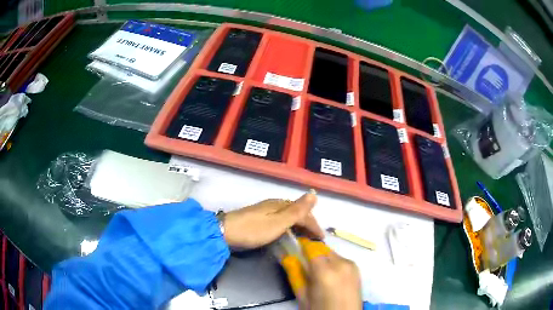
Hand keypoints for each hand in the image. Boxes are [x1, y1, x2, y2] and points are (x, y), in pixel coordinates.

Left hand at [222, 190, 323, 248]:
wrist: (225, 232)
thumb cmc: (253, 230)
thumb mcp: (278, 222)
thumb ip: (297, 211)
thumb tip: (314, 194)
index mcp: (281, 204)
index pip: (304, 212)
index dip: (314, 224)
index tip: (321, 238)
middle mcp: (275, 204)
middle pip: (297, 212)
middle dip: (308, 224)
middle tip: (315, 238)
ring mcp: (266, 210)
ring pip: (289, 216)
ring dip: (299, 225)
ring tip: (305, 237)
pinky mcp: (259, 217)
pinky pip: (281, 219)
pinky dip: (289, 226)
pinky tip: (288, 232)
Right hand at [297, 238, 361, 309]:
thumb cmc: (319, 309)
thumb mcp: (302, 296)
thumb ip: (294, 274)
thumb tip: (286, 256)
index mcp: (325, 271)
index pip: (311, 247)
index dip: (302, 245)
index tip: (294, 248)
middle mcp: (340, 263)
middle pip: (322, 249)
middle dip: (312, 253)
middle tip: (304, 265)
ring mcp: (351, 265)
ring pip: (332, 253)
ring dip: (323, 258)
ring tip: (317, 273)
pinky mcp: (357, 269)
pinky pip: (341, 259)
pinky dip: (333, 263)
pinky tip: (330, 276)